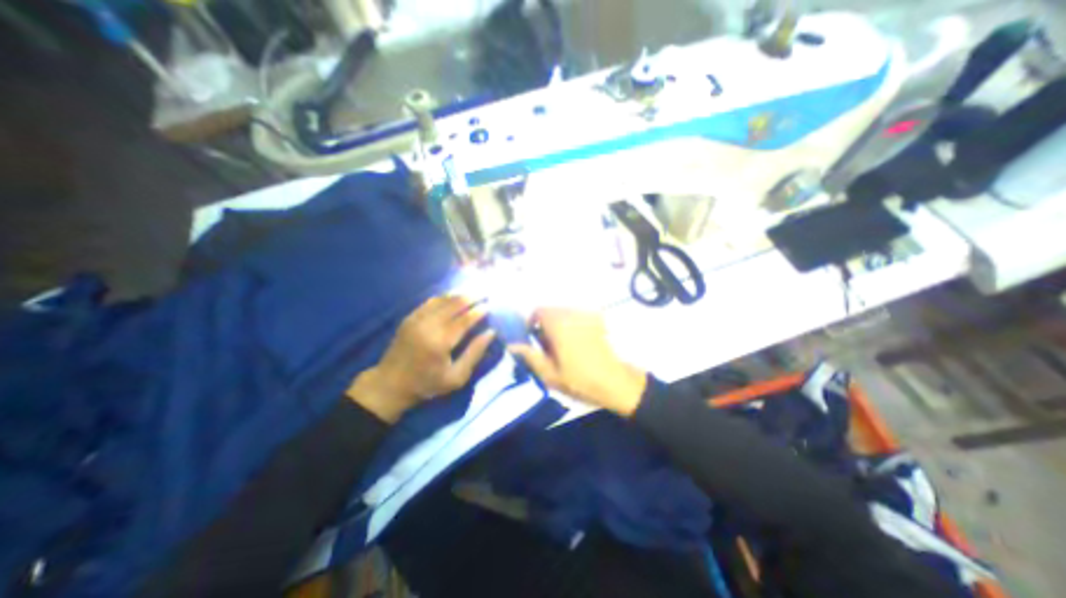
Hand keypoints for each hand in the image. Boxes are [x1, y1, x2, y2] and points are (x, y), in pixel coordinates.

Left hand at [354, 294, 495, 421]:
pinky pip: (430, 301)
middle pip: (453, 304)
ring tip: (473, 291)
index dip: (479, 311)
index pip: (465, 320)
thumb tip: (491, 332)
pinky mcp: (409, 318)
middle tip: (484, 292)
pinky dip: (444, 296)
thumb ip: (474, 353)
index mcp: (441, 342)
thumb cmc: (427, 384)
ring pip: (442, 300)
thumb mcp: (456, 377)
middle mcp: (428, 326)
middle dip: (471, 297)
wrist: (390, 385)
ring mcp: (416, 319)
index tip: (490, 305)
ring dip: (459, 294)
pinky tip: (453, 295)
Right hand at [510, 308, 649, 415]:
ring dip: (558, 324)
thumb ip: (530, 356)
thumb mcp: (550, 374)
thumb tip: (512, 345)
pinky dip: (571, 325)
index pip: (538, 311)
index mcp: (559, 325)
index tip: (532, 338)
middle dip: (544, 324)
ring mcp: (587, 316)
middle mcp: (572, 315)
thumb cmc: (580, 380)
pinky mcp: (598, 321)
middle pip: (551, 311)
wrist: (615, 382)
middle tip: (546, 346)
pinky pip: (577, 317)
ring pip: (564, 313)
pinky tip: (576, 343)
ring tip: (561, 346)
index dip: (531, 322)